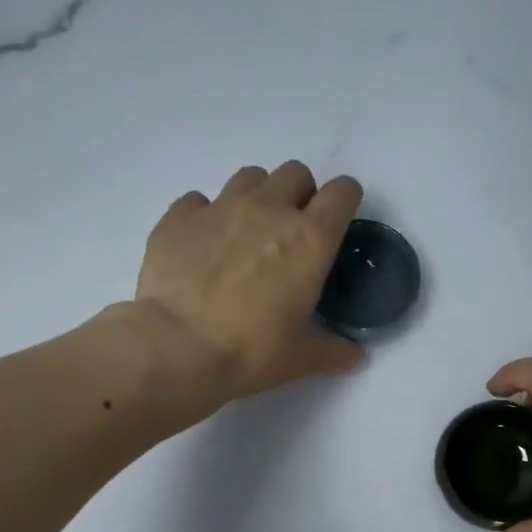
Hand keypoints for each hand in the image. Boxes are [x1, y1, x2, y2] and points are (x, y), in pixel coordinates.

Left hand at [133, 161, 364, 403]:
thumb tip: (354, 356)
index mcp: (310, 239)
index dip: (345, 200)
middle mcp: (269, 210)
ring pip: (250, 177)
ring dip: (257, 196)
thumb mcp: (301, 358)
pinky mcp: (178, 217)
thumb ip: (332, 351)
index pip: (342, 192)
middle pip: (295, 173)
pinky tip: (203, 245)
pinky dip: (206, 215)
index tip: (340, 219)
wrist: (177, 348)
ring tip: (248, 232)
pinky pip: (198, 200)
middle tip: (292, 231)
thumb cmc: (251, 351)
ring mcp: (220, 207)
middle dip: (300, 194)